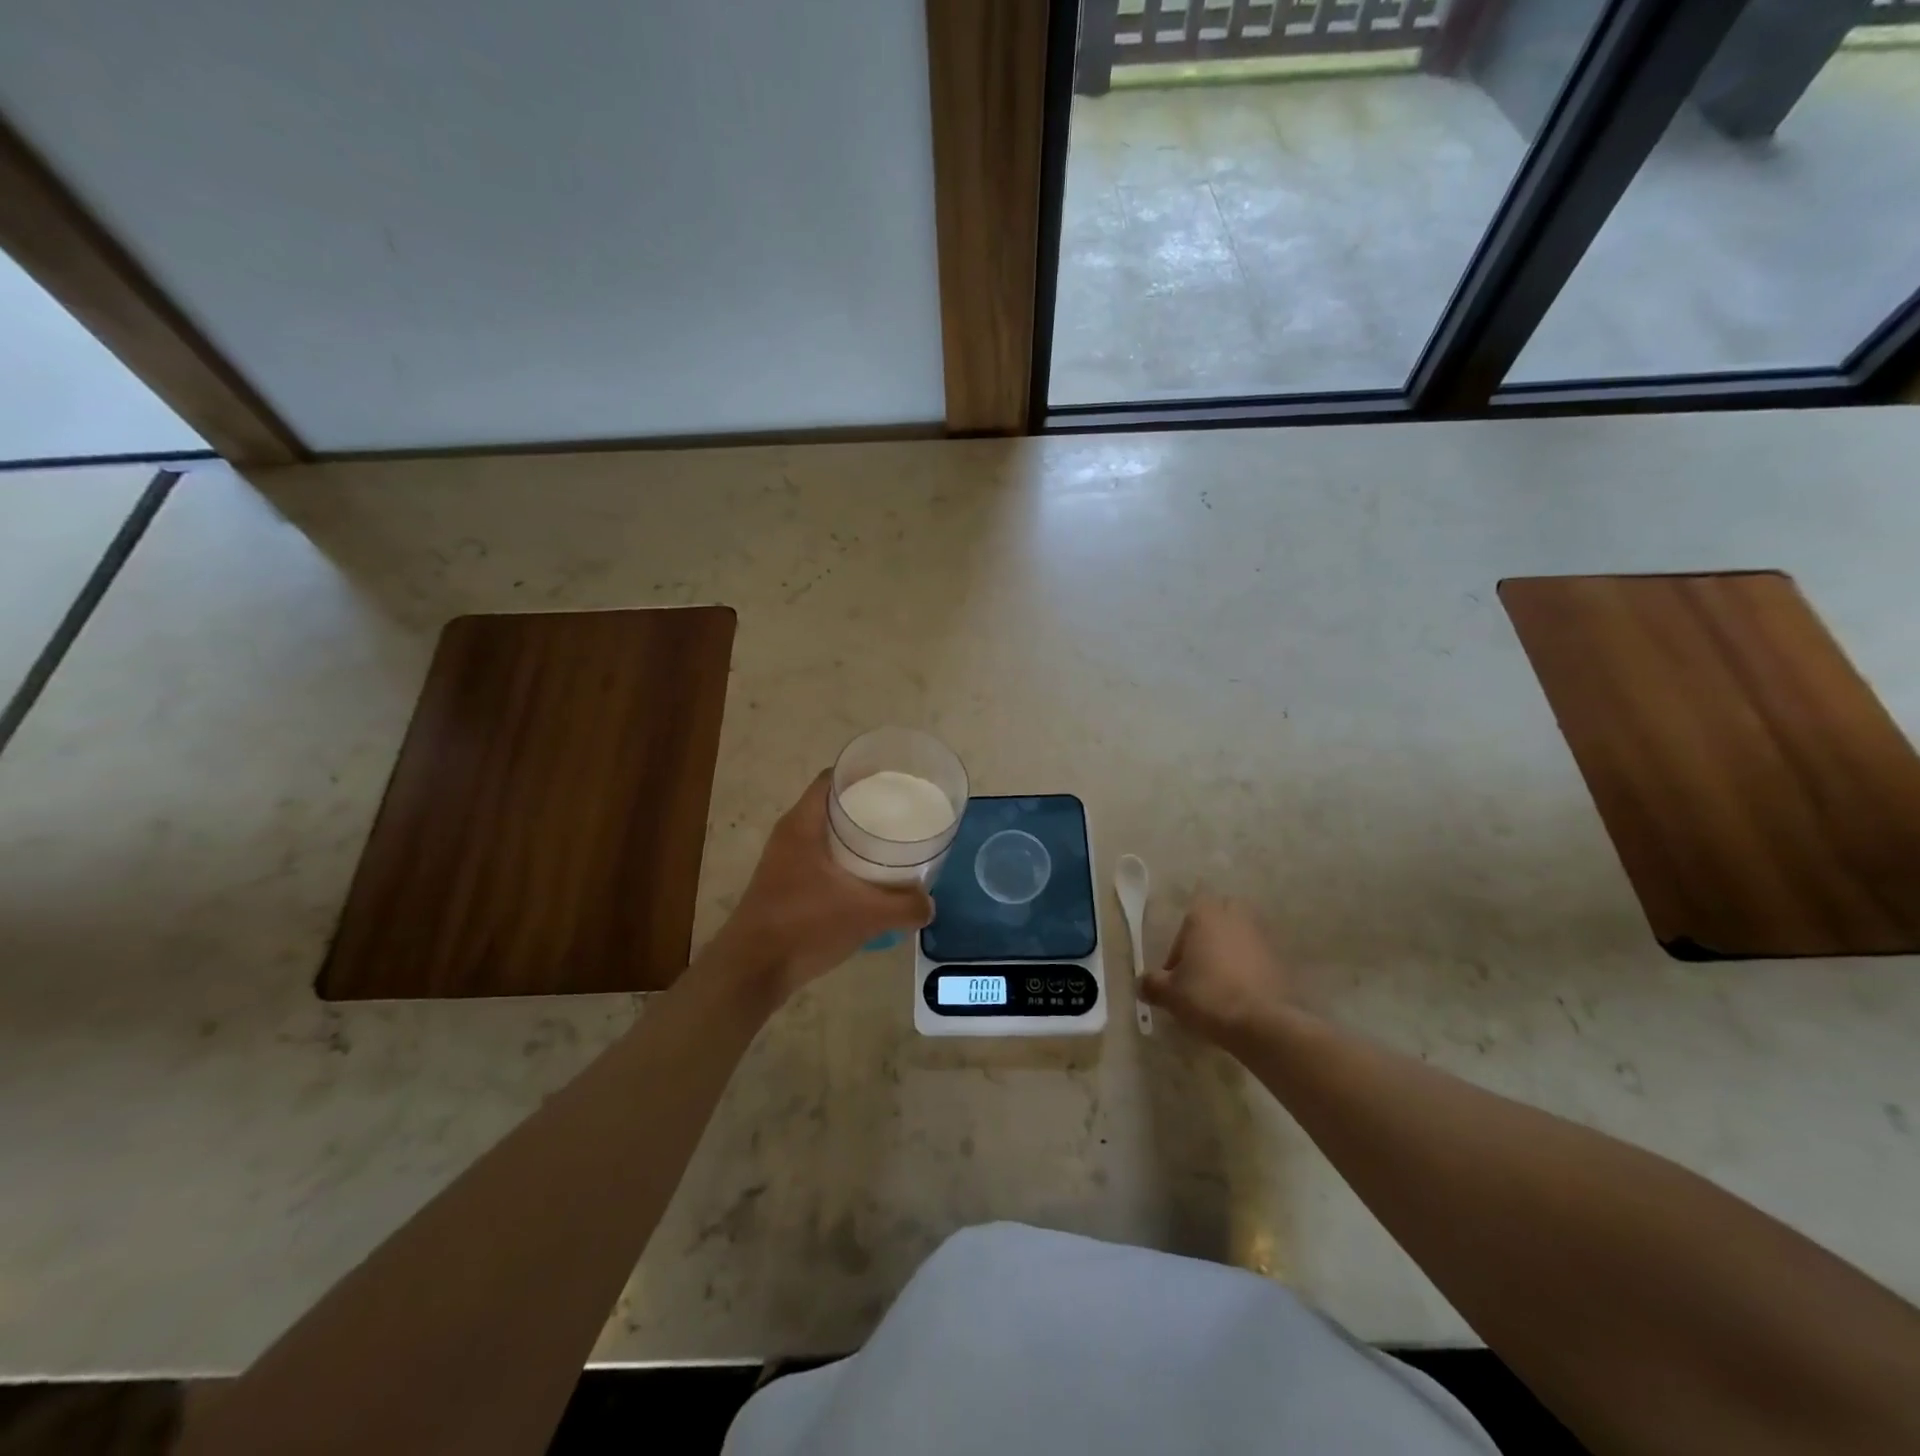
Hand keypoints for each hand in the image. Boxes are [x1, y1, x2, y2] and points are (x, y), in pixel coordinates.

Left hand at [708, 771, 933, 1002]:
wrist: (753, 970)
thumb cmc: (805, 925)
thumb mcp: (866, 914)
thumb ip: (904, 906)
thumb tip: (929, 904)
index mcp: (802, 824)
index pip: (832, 779)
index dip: (862, 773)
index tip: (894, 781)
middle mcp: (790, 835)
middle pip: (831, 805)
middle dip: (865, 806)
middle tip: (900, 813)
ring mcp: (784, 860)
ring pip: (825, 834)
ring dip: (854, 836)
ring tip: (890, 843)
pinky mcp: (784, 884)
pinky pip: (820, 858)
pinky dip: (844, 860)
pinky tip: (867, 878)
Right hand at [1141, 890, 1295, 1046]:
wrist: (1260, 1023)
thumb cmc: (1207, 996)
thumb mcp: (1169, 993)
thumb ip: (1151, 984)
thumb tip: (1141, 984)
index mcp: (1204, 916)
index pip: (1189, 915)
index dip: (1180, 944)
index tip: (1177, 972)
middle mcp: (1234, 918)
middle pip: (1219, 917)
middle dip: (1210, 936)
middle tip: (1200, 967)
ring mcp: (1261, 937)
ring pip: (1241, 936)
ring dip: (1231, 952)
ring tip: (1221, 983)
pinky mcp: (1280, 959)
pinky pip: (1258, 957)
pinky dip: (1250, 969)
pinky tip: (1241, 994)